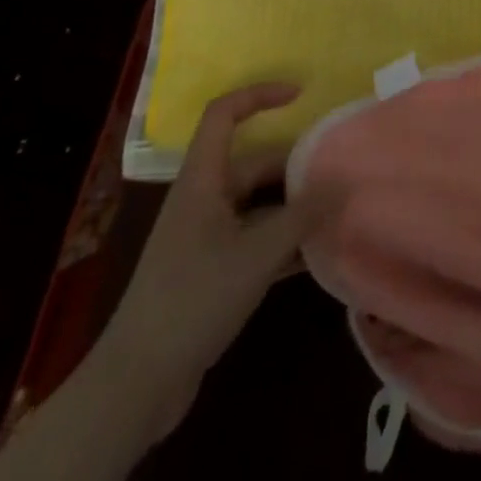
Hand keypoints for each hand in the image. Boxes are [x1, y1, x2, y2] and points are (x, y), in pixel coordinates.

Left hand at [93, 83, 328, 438]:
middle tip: (340, 174)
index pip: (224, 115)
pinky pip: (255, 240)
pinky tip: (316, 255)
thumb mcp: (257, 254)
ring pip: (258, 204)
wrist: (136, 385)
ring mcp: (205, 237)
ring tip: (337, 210)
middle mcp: (203, 200)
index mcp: (202, 181)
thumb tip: (344, 181)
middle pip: (254, 164)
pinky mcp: (211, 272)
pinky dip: (283, 242)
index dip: (259, 95)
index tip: (300, 95)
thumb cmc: (193, 300)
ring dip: (294, 207)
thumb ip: (303, 215)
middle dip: (296, 166)